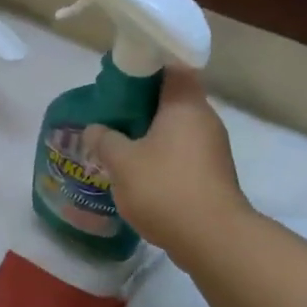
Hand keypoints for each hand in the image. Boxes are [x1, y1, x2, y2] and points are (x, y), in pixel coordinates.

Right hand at [83, 67, 248, 264]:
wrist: (212, 239)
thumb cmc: (165, 188)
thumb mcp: (122, 162)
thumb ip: (104, 140)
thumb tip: (93, 129)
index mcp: (185, 105)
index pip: (171, 68)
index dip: (146, 67)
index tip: (121, 77)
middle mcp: (205, 120)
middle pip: (172, 100)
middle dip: (142, 105)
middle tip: (112, 112)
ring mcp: (213, 149)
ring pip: (177, 130)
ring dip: (151, 134)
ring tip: (119, 143)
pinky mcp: (213, 175)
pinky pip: (182, 154)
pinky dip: (162, 157)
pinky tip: (139, 172)